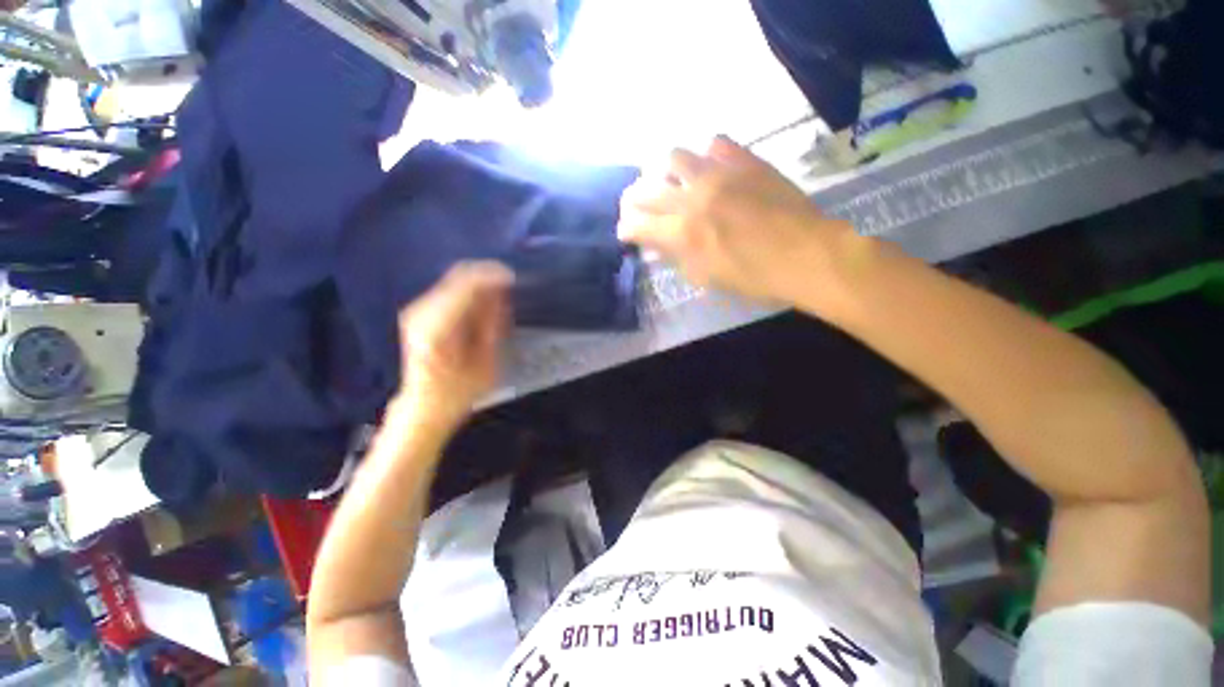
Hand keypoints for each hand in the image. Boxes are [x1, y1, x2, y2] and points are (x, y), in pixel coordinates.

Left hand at [394, 261, 513, 430]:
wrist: (425, 404)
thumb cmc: (459, 390)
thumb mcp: (487, 361)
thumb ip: (493, 323)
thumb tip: (501, 294)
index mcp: (437, 325)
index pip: (465, 284)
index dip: (492, 276)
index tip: (514, 279)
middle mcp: (422, 310)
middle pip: (458, 275)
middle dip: (487, 277)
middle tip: (510, 289)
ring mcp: (418, 308)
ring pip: (455, 279)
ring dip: (480, 285)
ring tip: (500, 301)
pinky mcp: (420, 310)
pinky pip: (451, 289)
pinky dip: (471, 292)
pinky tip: (484, 306)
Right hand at [618, 136, 854, 304]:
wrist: (807, 254)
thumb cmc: (755, 277)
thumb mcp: (707, 278)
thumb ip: (677, 257)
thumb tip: (657, 244)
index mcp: (683, 234)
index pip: (637, 224)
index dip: (626, 229)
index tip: (626, 232)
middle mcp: (693, 198)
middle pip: (646, 189)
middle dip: (633, 200)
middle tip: (637, 207)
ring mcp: (719, 174)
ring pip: (674, 156)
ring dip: (665, 172)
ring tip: (673, 183)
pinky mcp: (745, 161)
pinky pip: (715, 144)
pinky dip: (706, 157)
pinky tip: (711, 170)